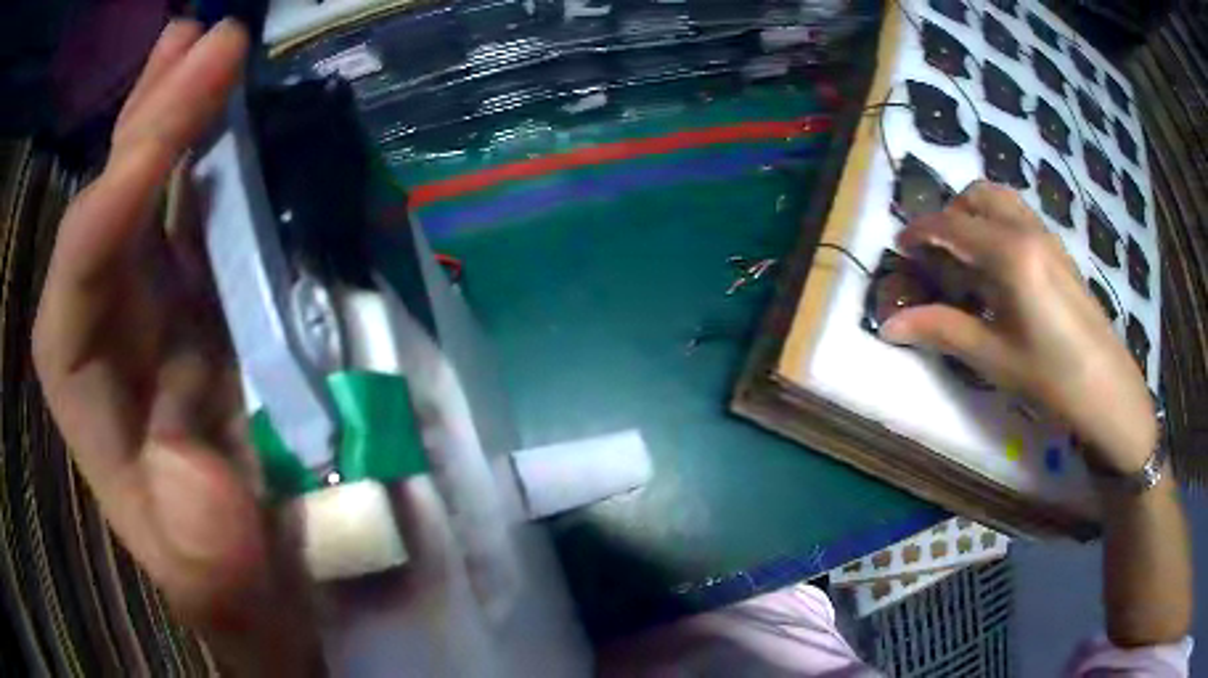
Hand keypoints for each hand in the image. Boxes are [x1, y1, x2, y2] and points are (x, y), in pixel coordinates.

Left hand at [33, 19, 317, 671]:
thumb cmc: (235, 587)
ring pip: (148, 190)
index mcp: (89, 396)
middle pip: (109, 204)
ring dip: (172, 113)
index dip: (118, 198)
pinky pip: (190, 210)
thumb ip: (191, 543)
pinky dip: (205, 155)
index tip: (175, 128)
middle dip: (145, 119)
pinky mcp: (196, 300)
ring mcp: (153, 305)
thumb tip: (189, 455)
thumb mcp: (213, 583)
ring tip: (200, 43)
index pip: (82, 273)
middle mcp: (108, 329)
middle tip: (197, 38)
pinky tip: (220, 110)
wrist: (262, 580)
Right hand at [882, 181, 1155, 475]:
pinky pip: (1020, 217)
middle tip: (939, 251)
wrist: (1107, 388)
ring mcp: (1048, 237)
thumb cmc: (1050, 376)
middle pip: (980, 195)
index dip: (921, 231)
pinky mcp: (1060, 251)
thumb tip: (888, 327)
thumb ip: (941, 331)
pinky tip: (1000, 270)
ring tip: (968, 256)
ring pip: (1003, 200)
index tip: (901, 247)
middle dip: (951, 213)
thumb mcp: (993, 357)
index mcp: (1010, 254)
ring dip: (976, 214)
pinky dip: (998, 224)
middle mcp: (1028, 231)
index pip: (953, 225)